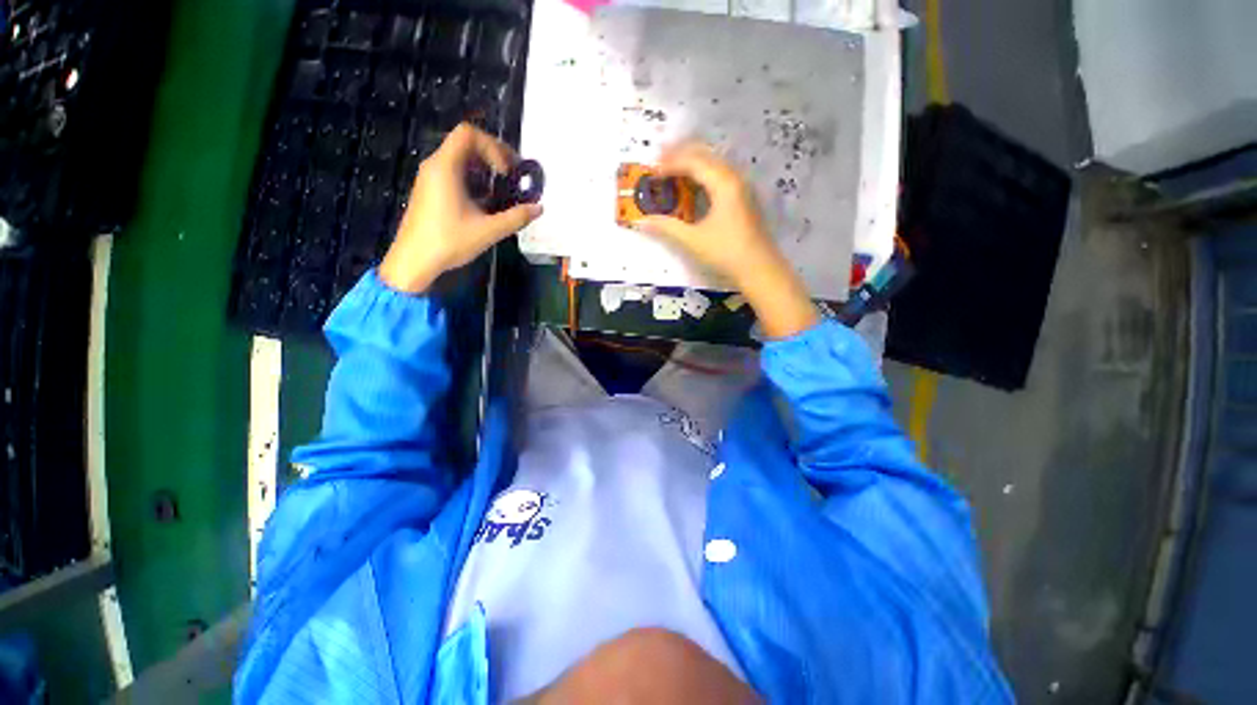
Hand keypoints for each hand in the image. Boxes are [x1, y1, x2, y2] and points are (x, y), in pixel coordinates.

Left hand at [380, 123, 542, 292]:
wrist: (414, 261)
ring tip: (504, 190)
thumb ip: (516, 217)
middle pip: (466, 143)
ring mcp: (431, 178)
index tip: (507, 172)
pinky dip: (475, 180)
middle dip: (494, 156)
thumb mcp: (488, 231)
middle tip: (514, 177)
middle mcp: (436, 165)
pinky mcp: (431, 190)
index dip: (493, 147)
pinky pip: (455, 173)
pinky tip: (487, 202)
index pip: (469, 133)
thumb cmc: (449, 242)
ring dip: (486, 170)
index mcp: (445, 167)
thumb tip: (539, 208)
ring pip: (461, 159)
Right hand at [637, 142, 817, 337]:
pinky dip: (703, 174)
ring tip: (672, 169)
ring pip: (714, 163)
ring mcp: (741, 187)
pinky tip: (693, 186)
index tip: (651, 170)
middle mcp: (734, 178)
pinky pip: (720, 175)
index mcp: (723, 183)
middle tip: (658, 160)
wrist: (759, 269)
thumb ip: (667, 228)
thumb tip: (642, 222)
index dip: (670, 163)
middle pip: (705, 155)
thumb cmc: (726, 253)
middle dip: (681, 154)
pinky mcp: (743, 198)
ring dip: (692, 163)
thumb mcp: (693, 241)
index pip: (693, 162)